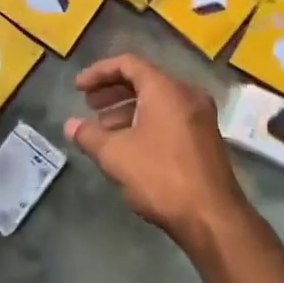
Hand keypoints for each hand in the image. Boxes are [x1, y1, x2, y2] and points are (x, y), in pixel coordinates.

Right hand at [64, 55, 249, 246]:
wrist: (213, 219)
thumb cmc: (161, 176)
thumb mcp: (115, 155)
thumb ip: (89, 135)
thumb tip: (70, 125)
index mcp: (165, 88)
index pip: (128, 64)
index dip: (98, 72)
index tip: (78, 89)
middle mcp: (187, 95)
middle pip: (144, 81)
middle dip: (112, 92)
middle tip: (88, 105)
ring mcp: (200, 117)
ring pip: (157, 102)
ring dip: (127, 111)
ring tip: (102, 131)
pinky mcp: (205, 139)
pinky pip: (170, 118)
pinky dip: (145, 123)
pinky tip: (129, 147)